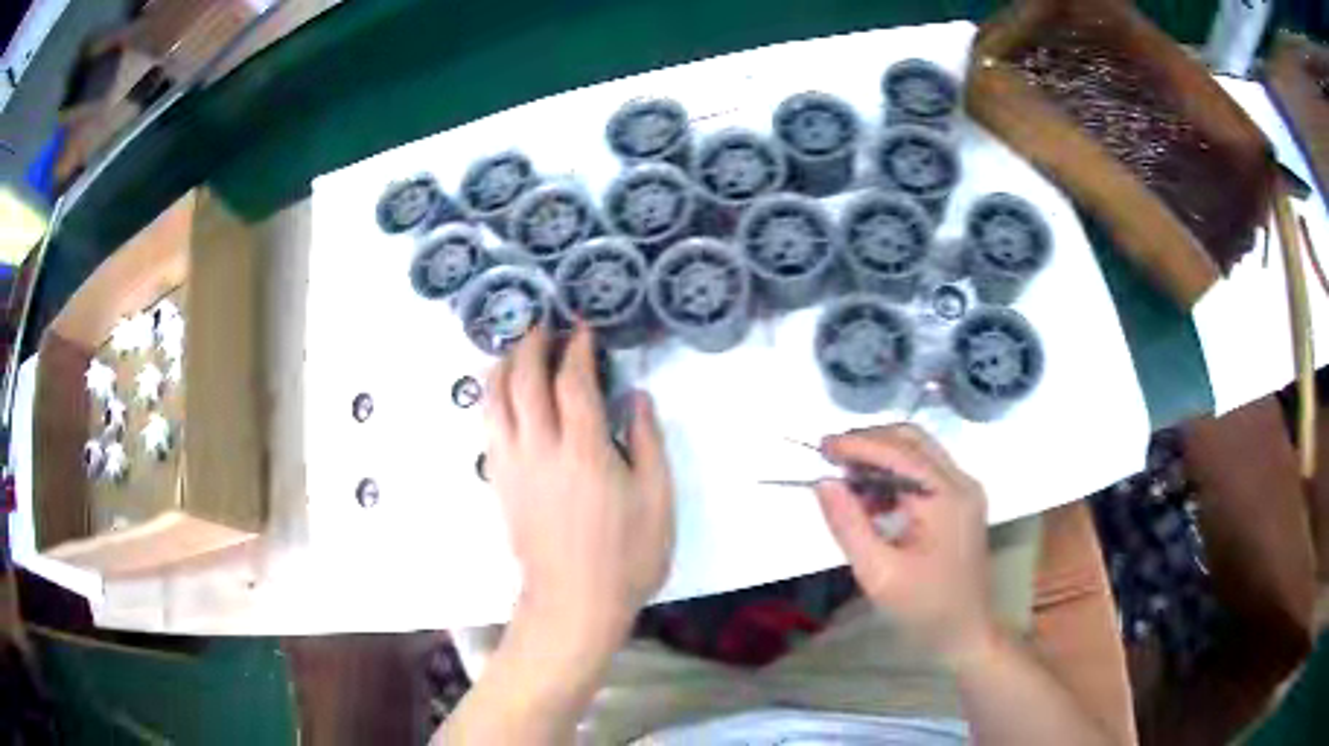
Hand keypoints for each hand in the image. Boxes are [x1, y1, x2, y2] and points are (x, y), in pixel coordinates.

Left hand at [485, 322, 673, 651]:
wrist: (574, 602)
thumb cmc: (626, 556)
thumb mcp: (657, 501)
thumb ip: (646, 442)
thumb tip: (636, 397)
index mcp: (584, 451)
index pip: (572, 381)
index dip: (576, 348)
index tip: (581, 329)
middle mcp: (540, 448)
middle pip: (524, 380)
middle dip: (532, 345)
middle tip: (543, 326)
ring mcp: (512, 464)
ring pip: (495, 399)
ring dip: (503, 365)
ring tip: (516, 349)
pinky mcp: (499, 481)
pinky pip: (487, 425)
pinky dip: (492, 397)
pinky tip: (501, 392)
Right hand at [815, 424, 994, 666]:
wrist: (966, 631)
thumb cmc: (924, 607)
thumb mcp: (879, 573)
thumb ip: (849, 525)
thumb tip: (824, 482)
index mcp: (946, 498)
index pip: (900, 453)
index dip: (859, 444)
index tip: (822, 446)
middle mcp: (961, 483)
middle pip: (913, 440)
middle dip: (870, 441)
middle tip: (832, 456)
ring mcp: (965, 491)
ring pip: (919, 452)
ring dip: (882, 456)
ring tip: (846, 478)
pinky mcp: (961, 502)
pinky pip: (925, 472)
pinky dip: (895, 475)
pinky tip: (872, 500)